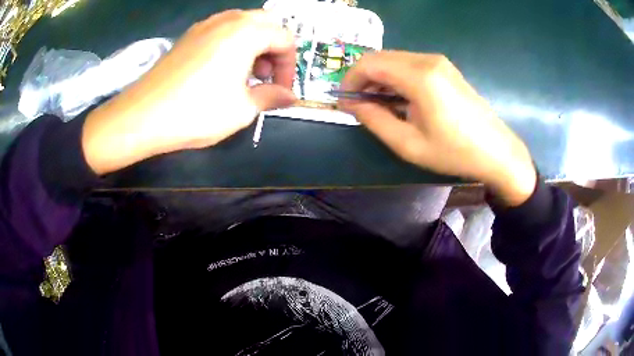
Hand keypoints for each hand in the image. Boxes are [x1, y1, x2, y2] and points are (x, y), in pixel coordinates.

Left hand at [82, 10, 295, 174]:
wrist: (142, 116)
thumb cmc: (197, 112)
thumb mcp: (242, 109)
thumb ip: (271, 97)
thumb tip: (290, 97)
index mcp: (247, 32)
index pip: (285, 39)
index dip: (290, 66)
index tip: (283, 90)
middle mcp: (227, 20)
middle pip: (266, 23)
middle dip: (273, 49)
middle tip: (265, 77)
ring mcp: (205, 25)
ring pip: (243, 24)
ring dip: (254, 44)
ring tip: (245, 74)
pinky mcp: (188, 36)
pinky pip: (221, 30)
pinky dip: (233, 44)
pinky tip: (222, 69)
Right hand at [340, 51, 535, 205]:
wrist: (496, 151)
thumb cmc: (454, 152)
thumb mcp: (409, 144)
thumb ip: (375, 120)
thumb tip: (352, 105)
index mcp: (419, 77)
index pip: (369, 63)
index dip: (350, 80)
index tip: (344, 102)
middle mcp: (427, 60)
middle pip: (380, 58)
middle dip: (363, 78)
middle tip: (359, 105)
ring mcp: (438, 61)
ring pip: (394, 59)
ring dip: (379, 77)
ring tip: (377, 104)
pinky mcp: (445, 67)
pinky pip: (410, 64)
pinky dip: (396, 77)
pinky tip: (399, 98)